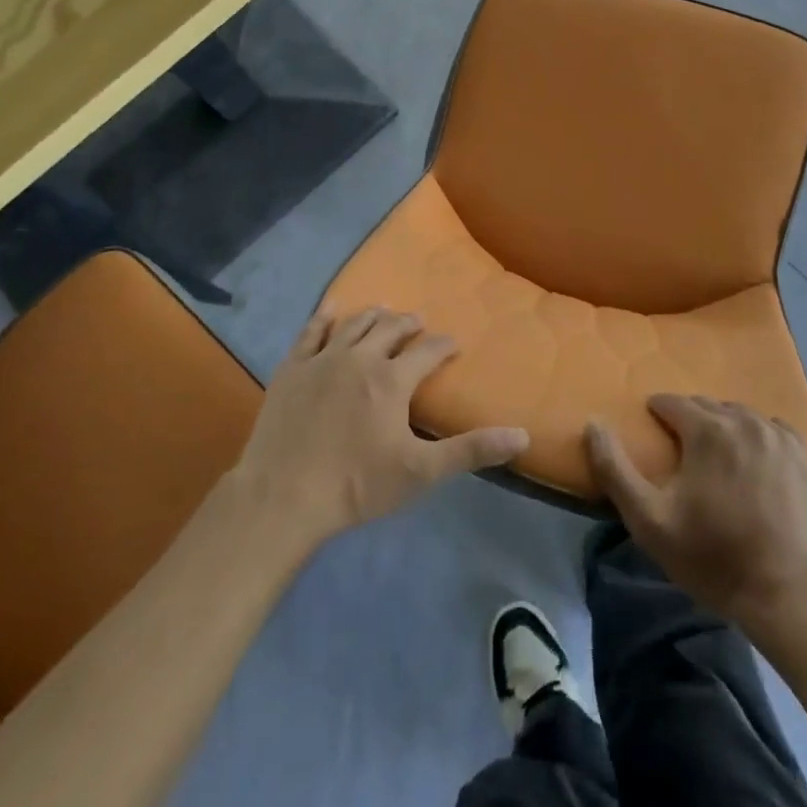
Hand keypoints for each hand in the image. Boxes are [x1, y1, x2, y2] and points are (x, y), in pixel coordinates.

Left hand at [231, 307, 528, 549]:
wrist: (284, 495)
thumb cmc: (356, 485)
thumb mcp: (420, 472)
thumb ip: (470, 450)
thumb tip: (522, 435)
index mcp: (392, 379)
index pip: (428, 352)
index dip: (444, 346)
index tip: (454, 344)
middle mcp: (360, 357)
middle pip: (390, 328)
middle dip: (409, 324)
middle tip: (418, 323)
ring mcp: (322, 359)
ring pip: (354, 324)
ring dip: (374, 316)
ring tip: (384, 311)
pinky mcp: (292, 367)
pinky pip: (311, 331)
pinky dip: (325, 317)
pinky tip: (332, 310)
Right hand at [585, 396, 806, 625]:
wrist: (793, 596)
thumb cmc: (714, 556)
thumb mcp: (649, 520)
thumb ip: (614, 468)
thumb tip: (593, 424)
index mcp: (707, 430)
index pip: (672, 402)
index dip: (657, 413)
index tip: (652, 431)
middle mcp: (745, 422)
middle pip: (708, 406)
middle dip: (691, 419)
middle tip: (682, 449)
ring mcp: (781, 439)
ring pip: (742, 416)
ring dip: (725, 426)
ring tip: (718, 456)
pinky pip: (775, 431)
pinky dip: (760, 437)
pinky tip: (757, 461)